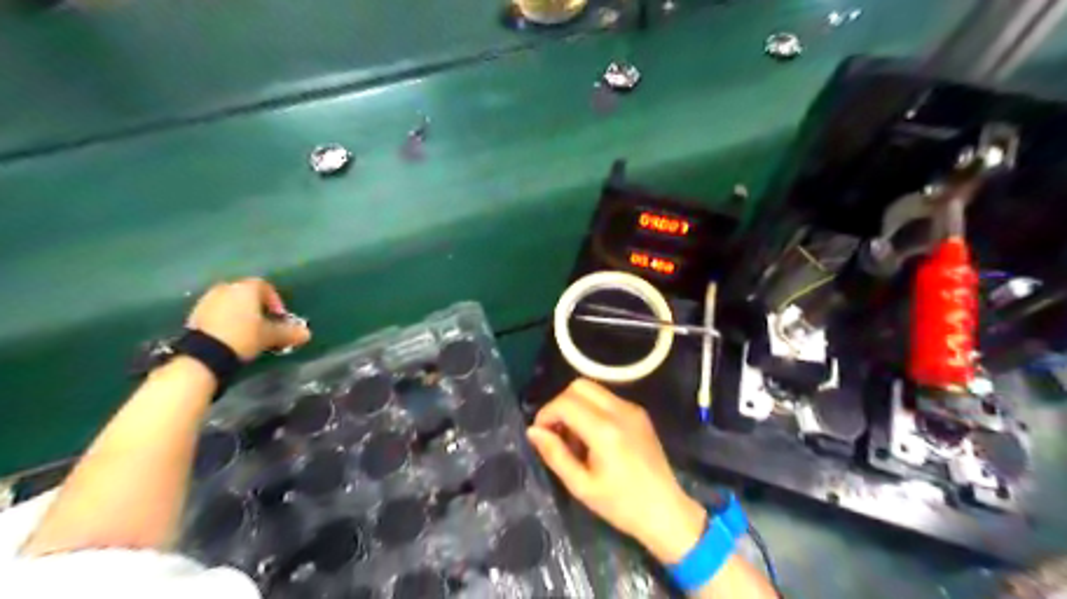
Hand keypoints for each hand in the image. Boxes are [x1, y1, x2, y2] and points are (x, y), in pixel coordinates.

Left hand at [185, 276, 313, 358]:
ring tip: (248, 333)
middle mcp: (226, 288)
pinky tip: (231, 337)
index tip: (279, 318)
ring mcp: (207, 300)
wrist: (203, 354)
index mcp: (246, 288)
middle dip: (257, 308)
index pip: (265, 287)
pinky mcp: (194, 315)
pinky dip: (226, 321)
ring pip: (231, 304)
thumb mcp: (272, 336)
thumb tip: (307, 334)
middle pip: (246, 294)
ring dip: (241, 315)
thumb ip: (290, 332)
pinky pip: (217, 314)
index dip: (276, 301)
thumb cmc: (244, 336)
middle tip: (265, 325)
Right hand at [527, 381, 706, 564]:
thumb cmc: (621, 504)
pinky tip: (592, 436)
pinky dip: (592, 408)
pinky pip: (607, 398)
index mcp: (605, 430)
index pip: (565, 403)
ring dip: (576, 405)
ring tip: (574, 436)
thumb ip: (555, 454)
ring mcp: (632, 409)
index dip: (546, 414)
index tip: (540, 434)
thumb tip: (533, 431)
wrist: (665, 511)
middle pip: (579, 386)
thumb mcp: (581, 486)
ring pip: (593, 389)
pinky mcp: (640, 413)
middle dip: (560, 404)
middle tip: (555, 431)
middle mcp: (620, 410)